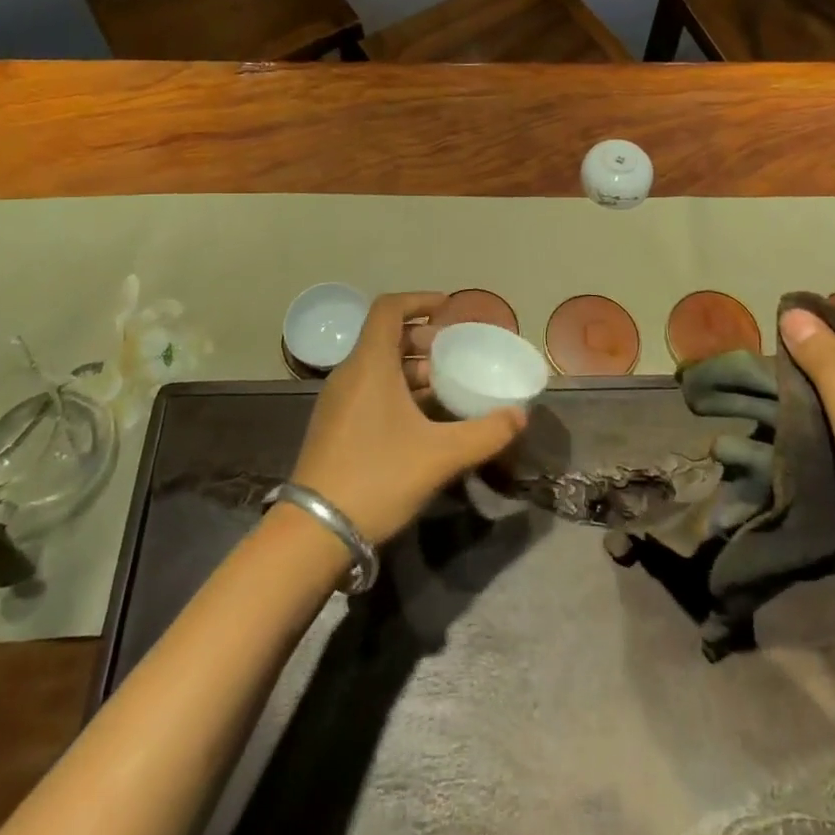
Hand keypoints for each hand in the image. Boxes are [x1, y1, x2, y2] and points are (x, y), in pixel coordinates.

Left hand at [290, 292, 527, 545]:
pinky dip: (397, 390)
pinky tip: (422, 420)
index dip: (419, 301)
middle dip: (422, 339)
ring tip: (445, 387)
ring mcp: (338, 402)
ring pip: (378, 367)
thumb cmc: (378, 478)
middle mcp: (349, 374)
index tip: (447, 309)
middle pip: (385, 338)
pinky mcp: (335, 427)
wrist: (314, 533)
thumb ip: (485, 433)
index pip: (389, 309)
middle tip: (454, 354)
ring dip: (411, 368)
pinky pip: (369, 391)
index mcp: (370, 365)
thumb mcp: (440, 456)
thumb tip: (520, 416)